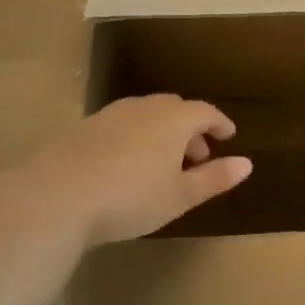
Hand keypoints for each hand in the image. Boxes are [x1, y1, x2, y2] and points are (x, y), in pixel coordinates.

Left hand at [24, 95, 251, 246]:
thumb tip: (247, 164)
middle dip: (190, 129)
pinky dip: (135, 137)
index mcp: (173, 119)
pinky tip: (126, 165)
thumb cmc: (130, 197)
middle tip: (197, 155)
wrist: (57, 196)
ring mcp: (110, 114)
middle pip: (174, 109)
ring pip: (145, 115)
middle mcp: (143, 107)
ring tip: (162, 162)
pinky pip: (121, 125)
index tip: (228, 135)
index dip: (220, 123)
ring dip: (161, 133)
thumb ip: (214, 178)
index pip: (205, 112)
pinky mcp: (83, 127)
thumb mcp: (180, 196)